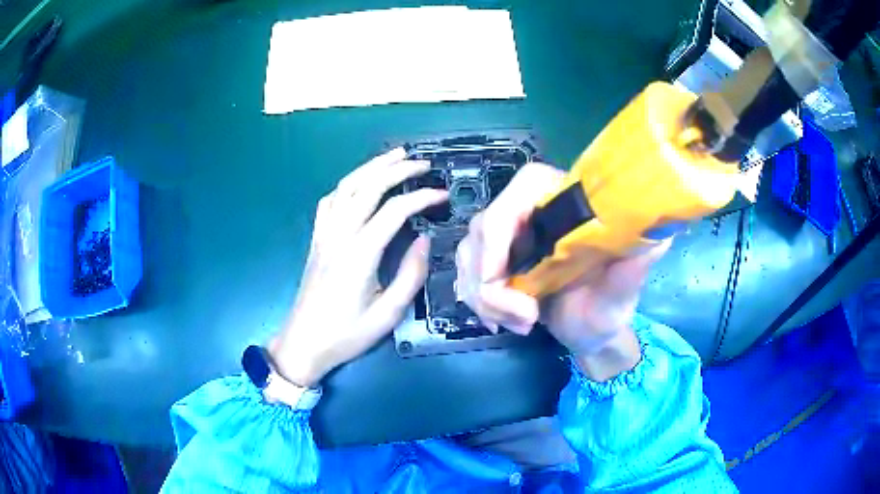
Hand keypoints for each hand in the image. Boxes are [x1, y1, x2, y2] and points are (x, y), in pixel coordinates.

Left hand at [270, 148, 447, 387]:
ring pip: (346, 186)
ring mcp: (324, 234)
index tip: (443, 195)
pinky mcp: (316, 239)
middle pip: (368, 187)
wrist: (304, 343)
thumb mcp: (387, 314)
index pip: (394, 211)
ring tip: (395, 156)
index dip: (421, 197)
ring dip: (371, 167)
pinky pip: (330, 201)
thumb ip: (410, 275)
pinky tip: (360, 183)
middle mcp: (339, 235)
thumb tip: (423, 240)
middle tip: (423, 163)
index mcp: (359, 255)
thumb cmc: (346, 334)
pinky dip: (348, 184)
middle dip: (397, 169)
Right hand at [456, 163, 668, 380]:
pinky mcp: (496, 263)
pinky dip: (479, 303)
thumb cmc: (608, 312)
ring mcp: (510, 239)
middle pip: (485, 225)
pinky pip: (466, 274)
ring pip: (469, 254)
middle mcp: (535, 214)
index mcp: (567, 206)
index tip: (499, 272)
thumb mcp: (621, 295)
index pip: (524, 185)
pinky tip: (502, 322)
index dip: (501, 220)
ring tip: (520, 324)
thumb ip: (632, 271)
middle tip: (523, 317)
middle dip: (491, 279)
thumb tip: (659, 238)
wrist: (589, 335)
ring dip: (485, 297)